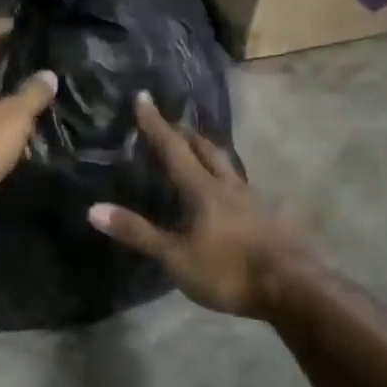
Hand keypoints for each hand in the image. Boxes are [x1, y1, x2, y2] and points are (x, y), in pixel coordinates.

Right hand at [87, 94, 314, 318]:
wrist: (292, 288)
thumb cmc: (228, 271)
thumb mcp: (176, 257)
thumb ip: (138, 232)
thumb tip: (93, 209)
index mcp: (202, 190)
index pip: (173, 148)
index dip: (155, 124)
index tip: (144, 98)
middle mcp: (228, 186)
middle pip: (206, 150)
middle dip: (186, 134)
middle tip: (173, 123)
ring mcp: (253, 200)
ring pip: (228, 166)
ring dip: (210, 153)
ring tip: (200, 150)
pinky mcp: (270, 217)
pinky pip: (243, 188)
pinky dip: (228, 179)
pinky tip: (231, 193)